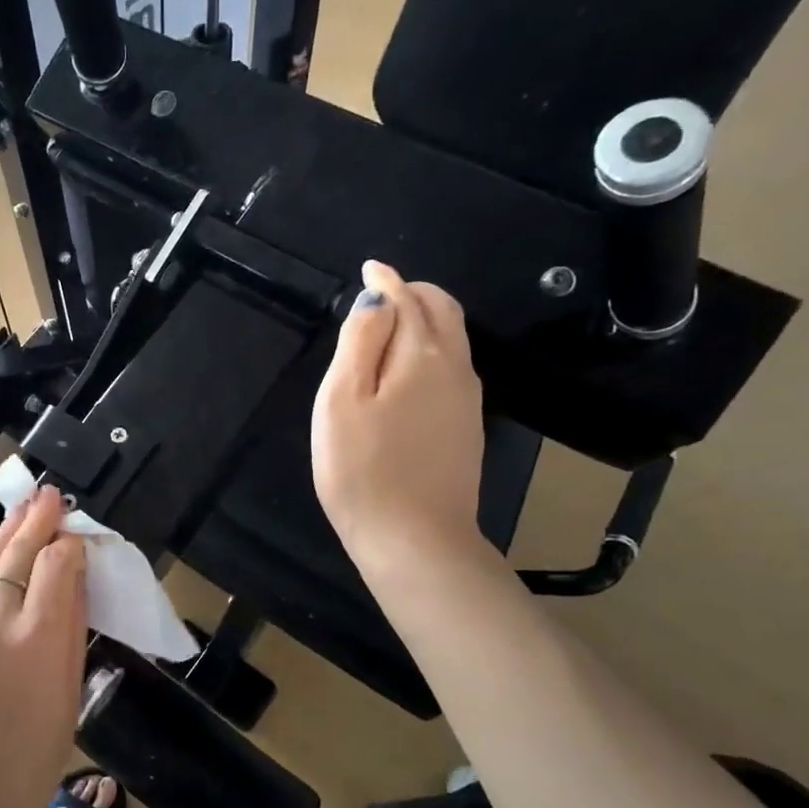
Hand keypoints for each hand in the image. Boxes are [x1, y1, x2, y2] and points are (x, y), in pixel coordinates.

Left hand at [0, 487, 88, 807]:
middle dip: (37, 520)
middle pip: (18, 554)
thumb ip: (71, 632)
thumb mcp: (69, 696)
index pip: (57, 566)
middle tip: (50, 495)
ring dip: (7, 533)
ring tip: (24, 509)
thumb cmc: (33, 761)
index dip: (71, 545)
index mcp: (38, 640)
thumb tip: (75, 583)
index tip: (79, 537)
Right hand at [312, 259, 485, 568]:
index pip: (408, 299)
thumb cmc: (362, 469)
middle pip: (443, 312)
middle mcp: (455, 369)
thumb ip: (360, 341)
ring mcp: (466, 401)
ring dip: (425, 320)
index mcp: (422, 355)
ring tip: (390, 325)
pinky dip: (431, 349)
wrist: (413, 539)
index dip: (387, 281)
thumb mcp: (342, 400)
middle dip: (414, 293)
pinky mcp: (465, 429)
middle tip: (382, 294)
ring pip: (452, 340)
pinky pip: (452, 369)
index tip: (370, 269)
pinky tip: (407, 370)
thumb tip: (377, 298)